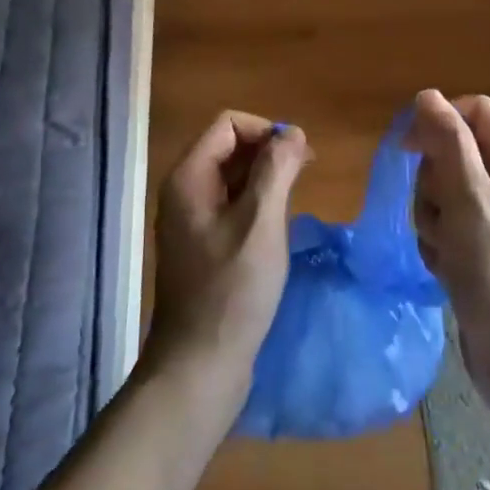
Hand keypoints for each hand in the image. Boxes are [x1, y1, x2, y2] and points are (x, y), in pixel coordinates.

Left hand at [145, 111, 310, 401]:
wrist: (200, 365)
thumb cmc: (233, 290)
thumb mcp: (261, 222)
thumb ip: (277, 169)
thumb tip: (291, 131)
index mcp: (189, 177)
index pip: (228, 124)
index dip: (265, 130)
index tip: (298, 157)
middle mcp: (183, 191)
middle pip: (228, 147)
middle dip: (267, 152)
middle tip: (305, 176)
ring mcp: (190, 220)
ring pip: (231, 178)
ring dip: (264, 179)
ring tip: (295, 201)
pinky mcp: (202, 245)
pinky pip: (230, 206)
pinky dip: (255, 204)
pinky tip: (277, 228)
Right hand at [407, 89, 489, 400]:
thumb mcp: (469, 204)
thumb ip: (448, 144)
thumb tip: (427, 95)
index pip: (474, 110)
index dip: (438, 124)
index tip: (409, 153)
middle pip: (457, 148)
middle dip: (434, 181)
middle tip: (440, 216)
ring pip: (448, 185)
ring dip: (433, 214)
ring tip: (445, 248)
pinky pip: (452, 217)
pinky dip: (441, 237)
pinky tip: (448, 265)